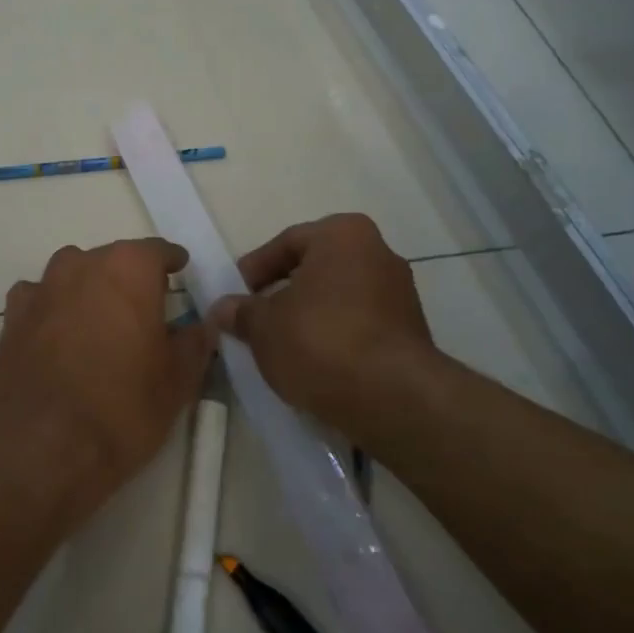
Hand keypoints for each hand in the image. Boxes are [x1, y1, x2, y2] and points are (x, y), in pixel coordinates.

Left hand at [0, 239, 213, 526]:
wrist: (39, 449)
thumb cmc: (122, 409)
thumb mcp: (177, 381)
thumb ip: (194, 343)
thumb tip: (201, 326)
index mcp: (128, 269)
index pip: (157, 251)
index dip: (171, 263)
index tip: (180, 274)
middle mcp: (82, 265)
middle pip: (113, 260)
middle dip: (130, 279)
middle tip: (145, 311)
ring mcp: (41, 288)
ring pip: (74, 275)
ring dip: (90, 290)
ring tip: (101, 325)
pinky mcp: (12, 317)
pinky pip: (41, 299)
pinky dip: (54, 309)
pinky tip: (59, 338)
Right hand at [208, 213, 441, 440]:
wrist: (392, 397)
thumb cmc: (320, 341)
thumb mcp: (264, 326)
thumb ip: (241, 312)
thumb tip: (222, 308)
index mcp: (343, 234)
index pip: (287, 242)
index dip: (255, 269)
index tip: (236, 296)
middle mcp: (378, 252)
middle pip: (316, 268)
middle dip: (283, 293)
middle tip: (255, 320)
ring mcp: (400, 293)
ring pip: (339, 298)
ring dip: (309, 316)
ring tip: (282, 346)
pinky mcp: (411, 331)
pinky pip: (360, 324)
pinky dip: (335, 336)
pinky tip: (314, 363)